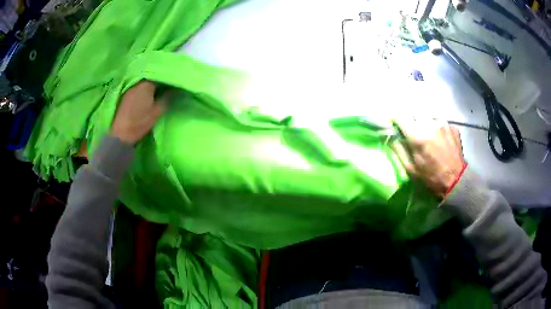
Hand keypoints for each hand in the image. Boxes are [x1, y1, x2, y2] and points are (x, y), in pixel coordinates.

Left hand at [110, 81, 166, 144]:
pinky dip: (143, 91)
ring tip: (156, 93)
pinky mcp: (126, 95)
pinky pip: (138, 88)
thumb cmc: (140, 122)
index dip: (167, 80)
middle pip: (151, 79)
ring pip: (144, 84)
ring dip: (150, 87)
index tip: (172, 85)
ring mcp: (130, 88)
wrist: (121, 133)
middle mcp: (138, 83)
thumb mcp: (157, 112)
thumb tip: (174, 90)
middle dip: (158, 82)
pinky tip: (146, 97)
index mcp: (147, 85)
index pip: (160, 77)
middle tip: (166, 89)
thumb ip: (167, 98)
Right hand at [391, 120, 465, 197]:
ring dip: (426, 125)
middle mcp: (430, 124)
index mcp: (417, 136)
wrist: (457, 181)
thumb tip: (389, 136)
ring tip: (430, 139)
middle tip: (414, 136)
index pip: (400, 116)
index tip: (395, 125)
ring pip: (428, 118)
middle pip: (415, 115)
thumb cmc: (431, 178)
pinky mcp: (452, 126)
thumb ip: (399, 149)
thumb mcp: (410, 168)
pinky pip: (440, 123)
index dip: (396, 119)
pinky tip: (441, 142)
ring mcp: (443, 124)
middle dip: (412, 123)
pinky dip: (438, 129)